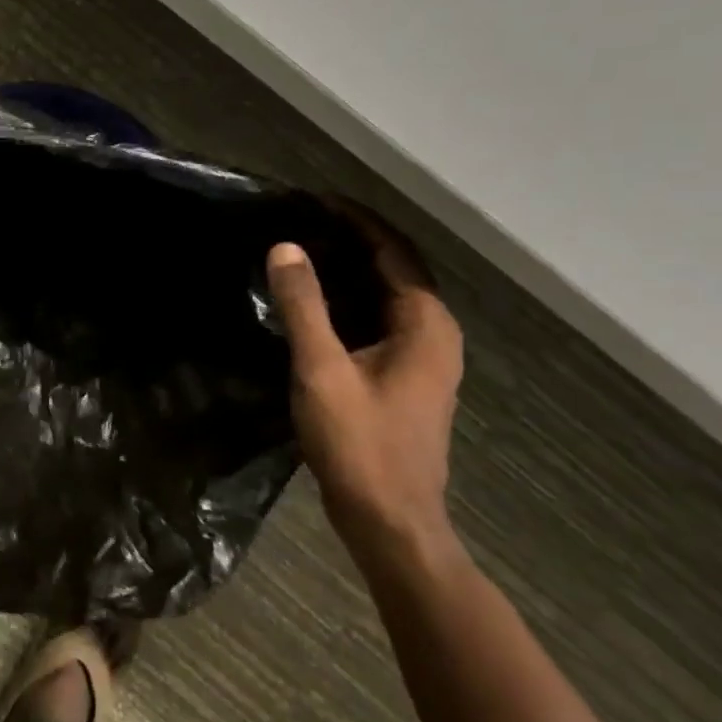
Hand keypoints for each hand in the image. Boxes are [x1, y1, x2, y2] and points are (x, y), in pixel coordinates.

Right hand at [266, 211, 464, 560]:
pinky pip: (381, 321)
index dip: (356, 220)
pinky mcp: (407, 380)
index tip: (313, 200)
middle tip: (300, 221)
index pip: (394, 251)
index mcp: (425, 323)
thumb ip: (303, 306)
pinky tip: (315, 306)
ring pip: (387, 297)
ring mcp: (425, 360)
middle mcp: (435, 334)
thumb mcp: (322, 370)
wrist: (390, 521)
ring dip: (351, 271)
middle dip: (352, 240)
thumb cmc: (360, 443)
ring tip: (302, 253)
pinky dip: (351, 302)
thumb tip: (286, 247)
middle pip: (395, 269)